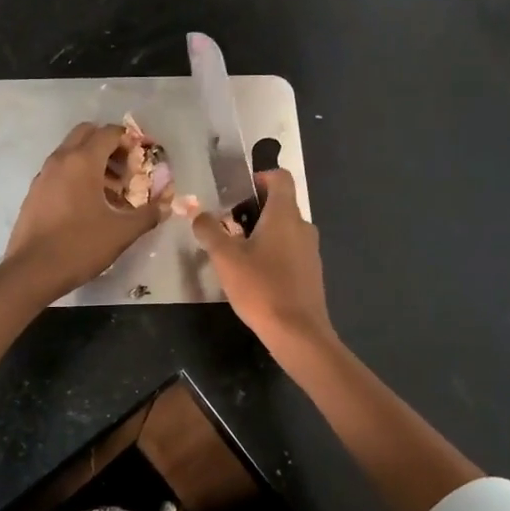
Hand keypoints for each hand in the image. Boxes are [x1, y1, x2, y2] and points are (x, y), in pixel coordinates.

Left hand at [1, 122, 171, 301]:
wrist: (31, 271)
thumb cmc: (79, 246)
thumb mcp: (121, 232)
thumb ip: (148, 214)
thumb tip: (166, 205)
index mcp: (82, 162)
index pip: (109, 133)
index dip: (129, 141)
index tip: (142, 160)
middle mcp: (60, 160)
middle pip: (87, 134)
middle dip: (109, 145)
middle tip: (126, 170)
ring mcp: (44, 175)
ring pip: (71, 152)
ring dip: (93, 161)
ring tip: (112, 191)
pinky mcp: (35, 192)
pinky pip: (60, 170)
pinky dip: (77, 175)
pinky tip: (89, 205)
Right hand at [191, 169, 332, 352]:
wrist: (298, 333)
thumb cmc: (261, 288)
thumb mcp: (225, 258)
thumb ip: (209, 231)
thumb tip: (198, 214)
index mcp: (284, 215)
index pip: (280, 178)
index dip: (260, 177)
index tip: (237, 192)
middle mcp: (302, 226)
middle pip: (280, 204)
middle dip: (253, 209)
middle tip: (227, 225)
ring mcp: (310, 250)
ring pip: (284, 229)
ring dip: (262, 232)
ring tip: (236, 252)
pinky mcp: (311, 272)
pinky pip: (290, 250)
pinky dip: (273, 252)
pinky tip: (254, 275)